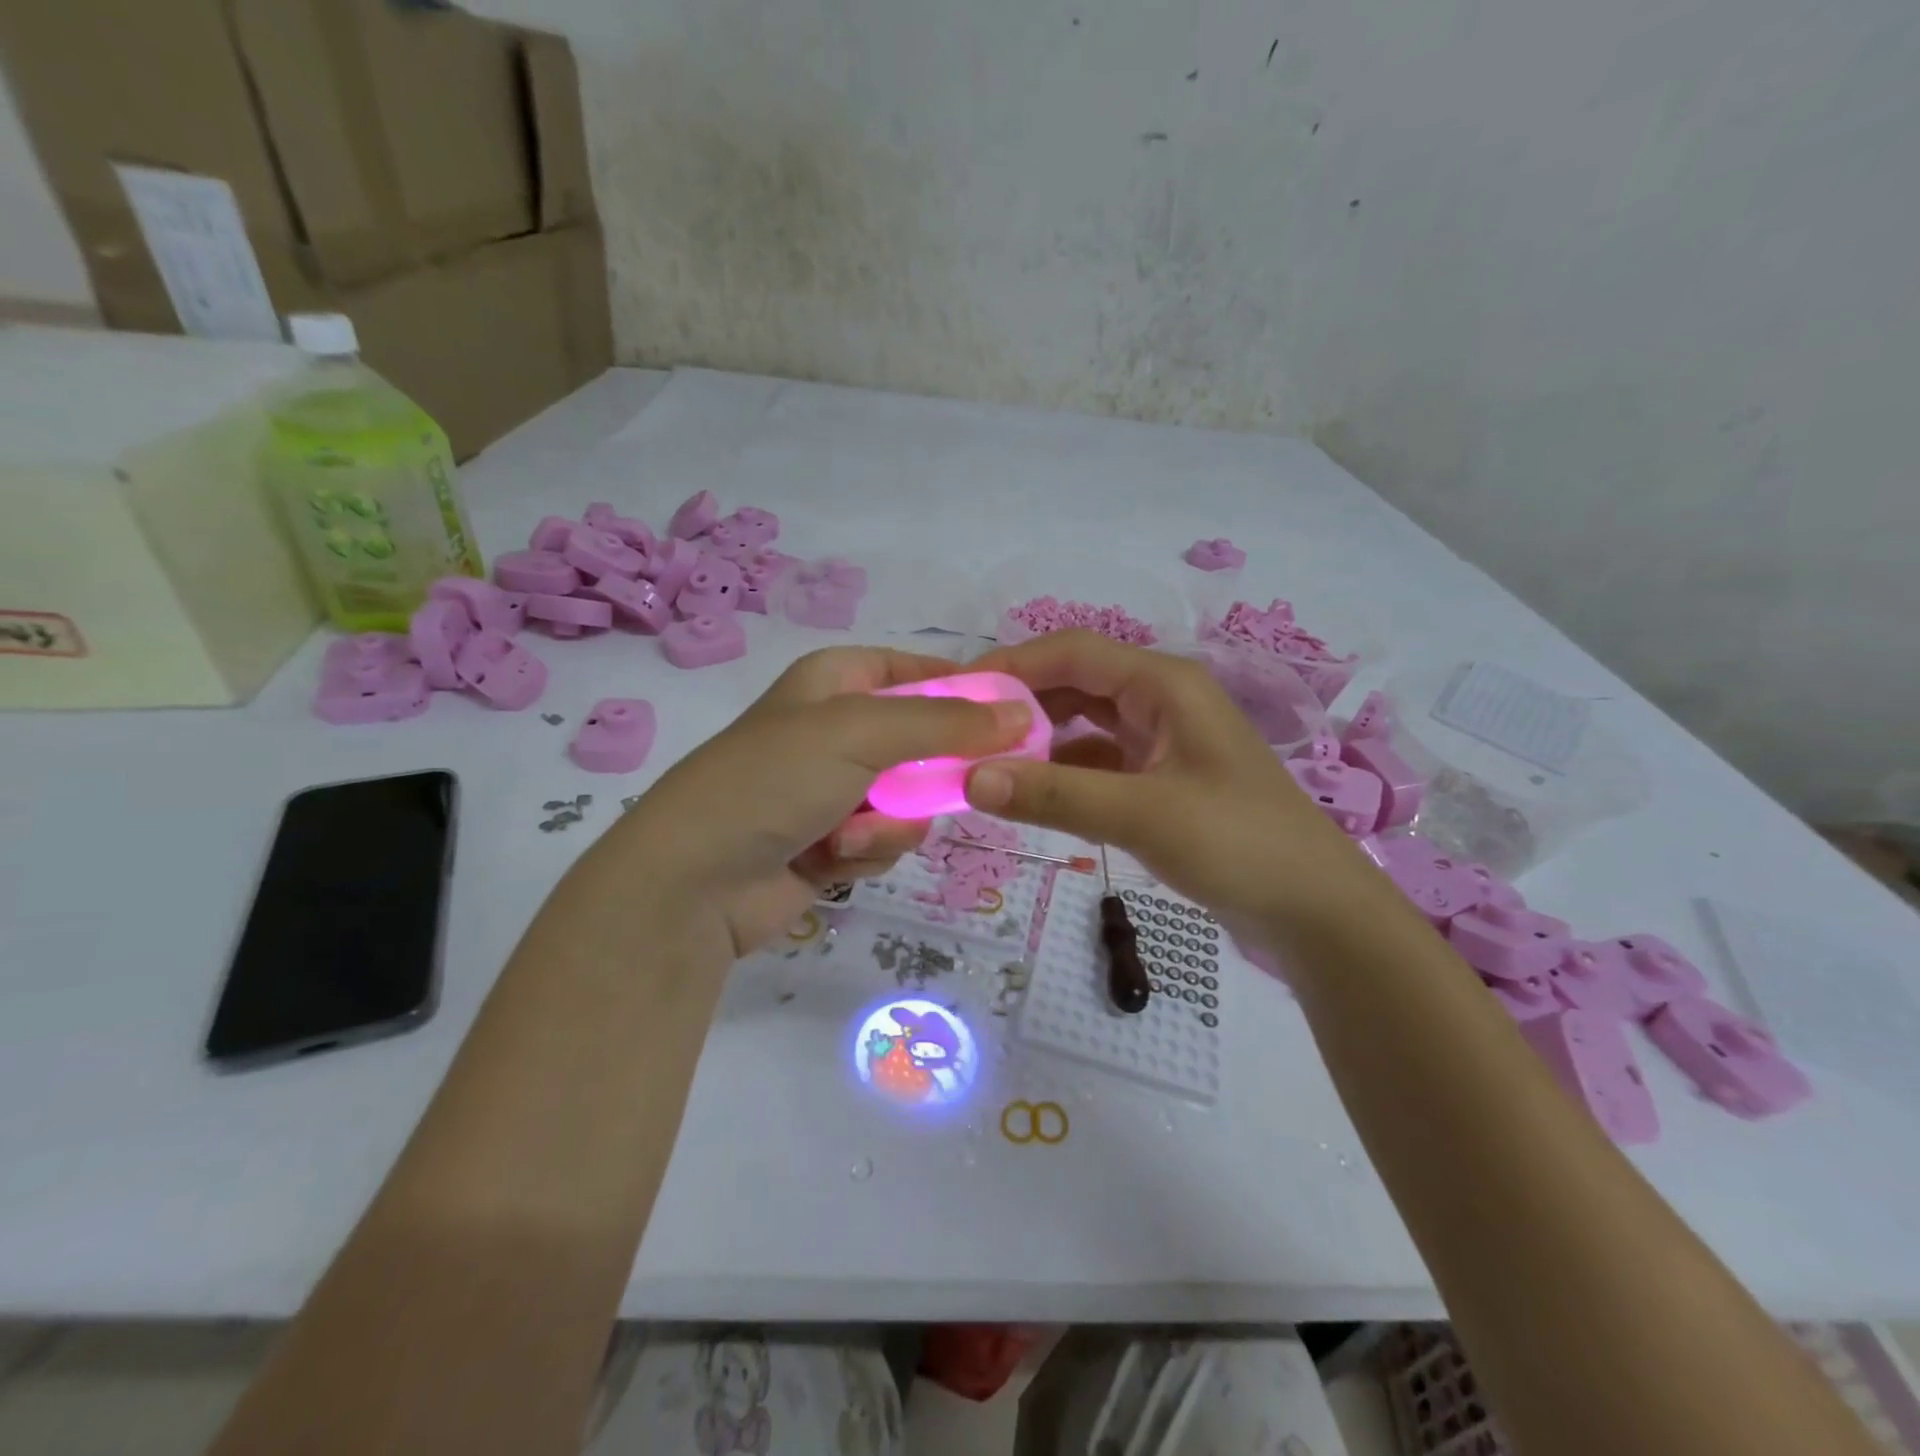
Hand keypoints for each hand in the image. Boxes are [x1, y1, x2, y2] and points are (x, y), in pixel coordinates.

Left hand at [621, 646, 1031, 956]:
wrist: (695, 881)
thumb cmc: (774, 780)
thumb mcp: (861, 734)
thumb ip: (946, 723)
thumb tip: (1021, 714)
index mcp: (836, 681)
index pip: (919, 670)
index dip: (965, 691)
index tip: (1011, 718)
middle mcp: (838, 729)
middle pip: (925, 741)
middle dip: (932, 774)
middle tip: (956, 788)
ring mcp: (835, 788)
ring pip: (912, 799)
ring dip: (893, 822)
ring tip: (850, 834)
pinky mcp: (834, 840)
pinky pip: (886, 838)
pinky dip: (868, 851)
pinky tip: (832, 860)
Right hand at [962, 630, 1376, 933]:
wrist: (1314, 911)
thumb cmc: (1239, 845)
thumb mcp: (1142, 815)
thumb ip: (1055, 794)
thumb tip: (970, 778)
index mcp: (1163, 685)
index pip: (1073, 651)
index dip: (1012, 663)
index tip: (956, 692)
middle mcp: (1160, 700)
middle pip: (1075, 684)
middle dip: (1019, 704)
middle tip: (961, 734)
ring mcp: (1161, 741)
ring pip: (1083, 725)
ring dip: (1038, 741)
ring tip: (985, 765)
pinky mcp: (1160, 780)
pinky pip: (1098, 762)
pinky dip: (1063, 773)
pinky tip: (1032, 795)